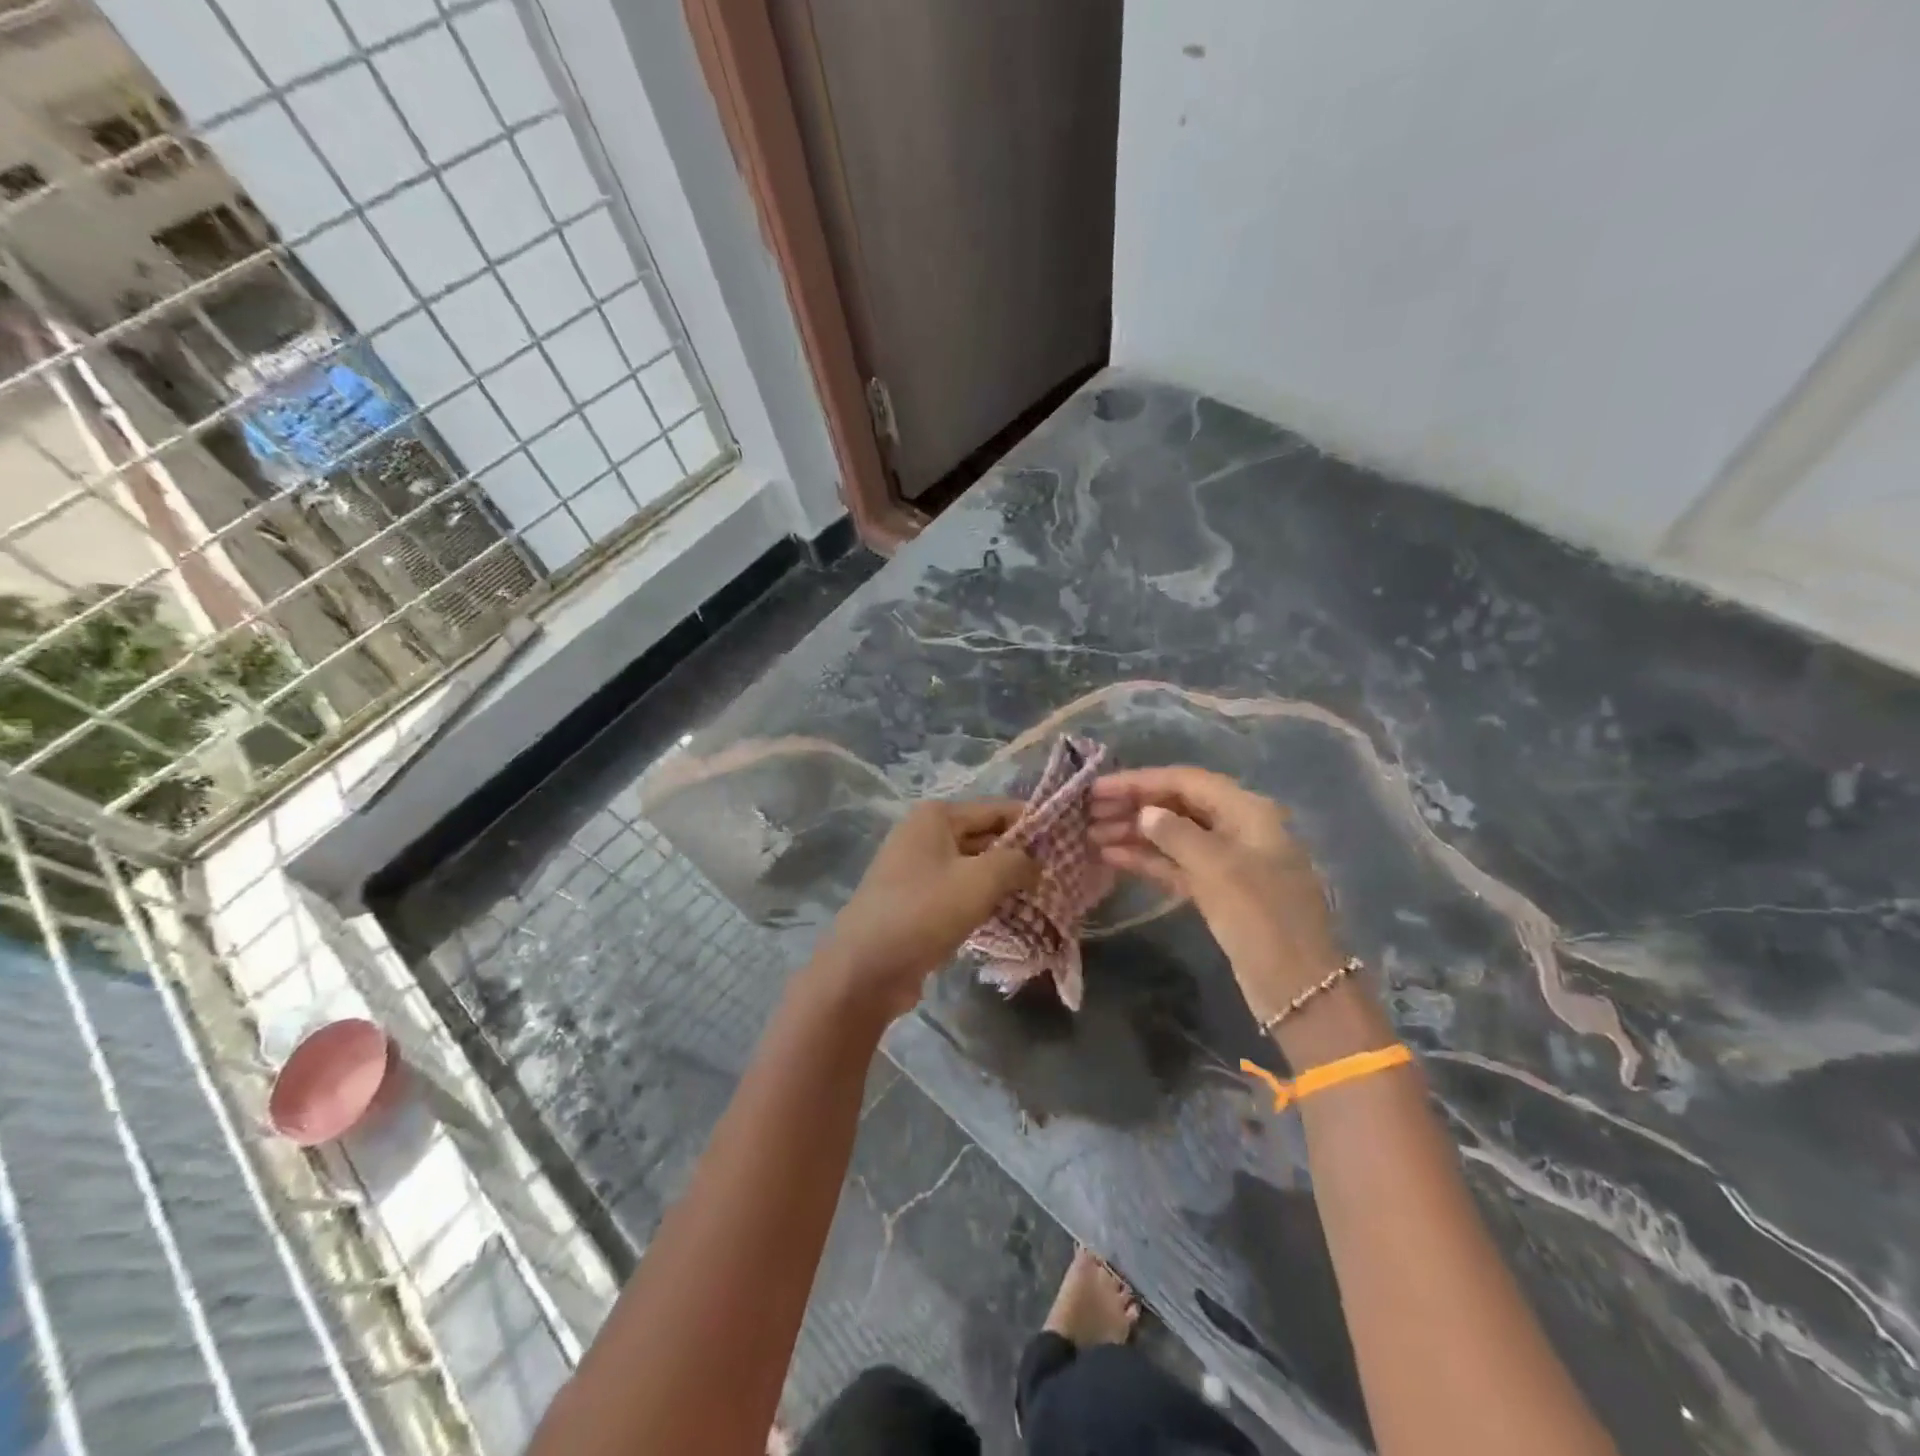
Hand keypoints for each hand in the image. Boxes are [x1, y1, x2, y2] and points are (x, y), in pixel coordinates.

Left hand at [819, 800, 1037, 1020]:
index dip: (1033, 825)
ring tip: (1042, 899)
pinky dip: (983, 901)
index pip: (997, 809)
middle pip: (985, 836)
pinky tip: (1010, 918)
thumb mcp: (980, 881)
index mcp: (936, 817)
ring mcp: (917, 869)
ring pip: (973, 867)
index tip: (1067, 844)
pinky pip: (959, 892)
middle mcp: (924, 834)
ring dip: (1003, 882)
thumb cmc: (924, 912)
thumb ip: (1016, 862)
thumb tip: (1036, 863)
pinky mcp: (916, 901)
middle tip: (1059, 877)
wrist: (865, 968)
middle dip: (1020, 856)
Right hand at [1090, 767, 1345, 1022]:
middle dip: (1133, 806)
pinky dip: (1145, 859)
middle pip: (1177, 805)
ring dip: (1133, 833)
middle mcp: (1236, 828)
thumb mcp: (1218, 868)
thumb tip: (1145, 813)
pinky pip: (1175, 864)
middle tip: (1087, 813)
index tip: (1097, 789)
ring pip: (1172, 835)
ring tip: (1090, 835)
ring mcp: (1226, 861)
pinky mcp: (1215, 890)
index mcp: (1247, 811)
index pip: (1185, 781)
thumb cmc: (1261, 917)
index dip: (1139, 781)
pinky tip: (1111, 857)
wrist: (1298, 986)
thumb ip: (1177, 834)